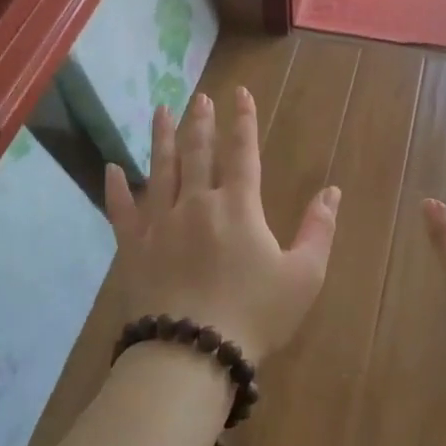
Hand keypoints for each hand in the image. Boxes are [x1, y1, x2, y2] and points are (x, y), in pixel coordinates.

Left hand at [105, 88, 340, 365]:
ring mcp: (160, 223)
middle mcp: (196, 202)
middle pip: (197, 152)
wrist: (192, 352)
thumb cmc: (255, 315)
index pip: (242, 152)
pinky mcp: (133, 247)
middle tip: (200, 97)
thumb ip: (319, 229)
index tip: (239, 94)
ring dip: (162, 138)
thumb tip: (332, 191)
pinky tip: (112, 168)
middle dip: (201, 121)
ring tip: (162, 110)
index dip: (243, 120)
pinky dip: (116, 188)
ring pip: (160, 169)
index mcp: (238, 206)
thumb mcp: (304, 275)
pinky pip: (121, 210)